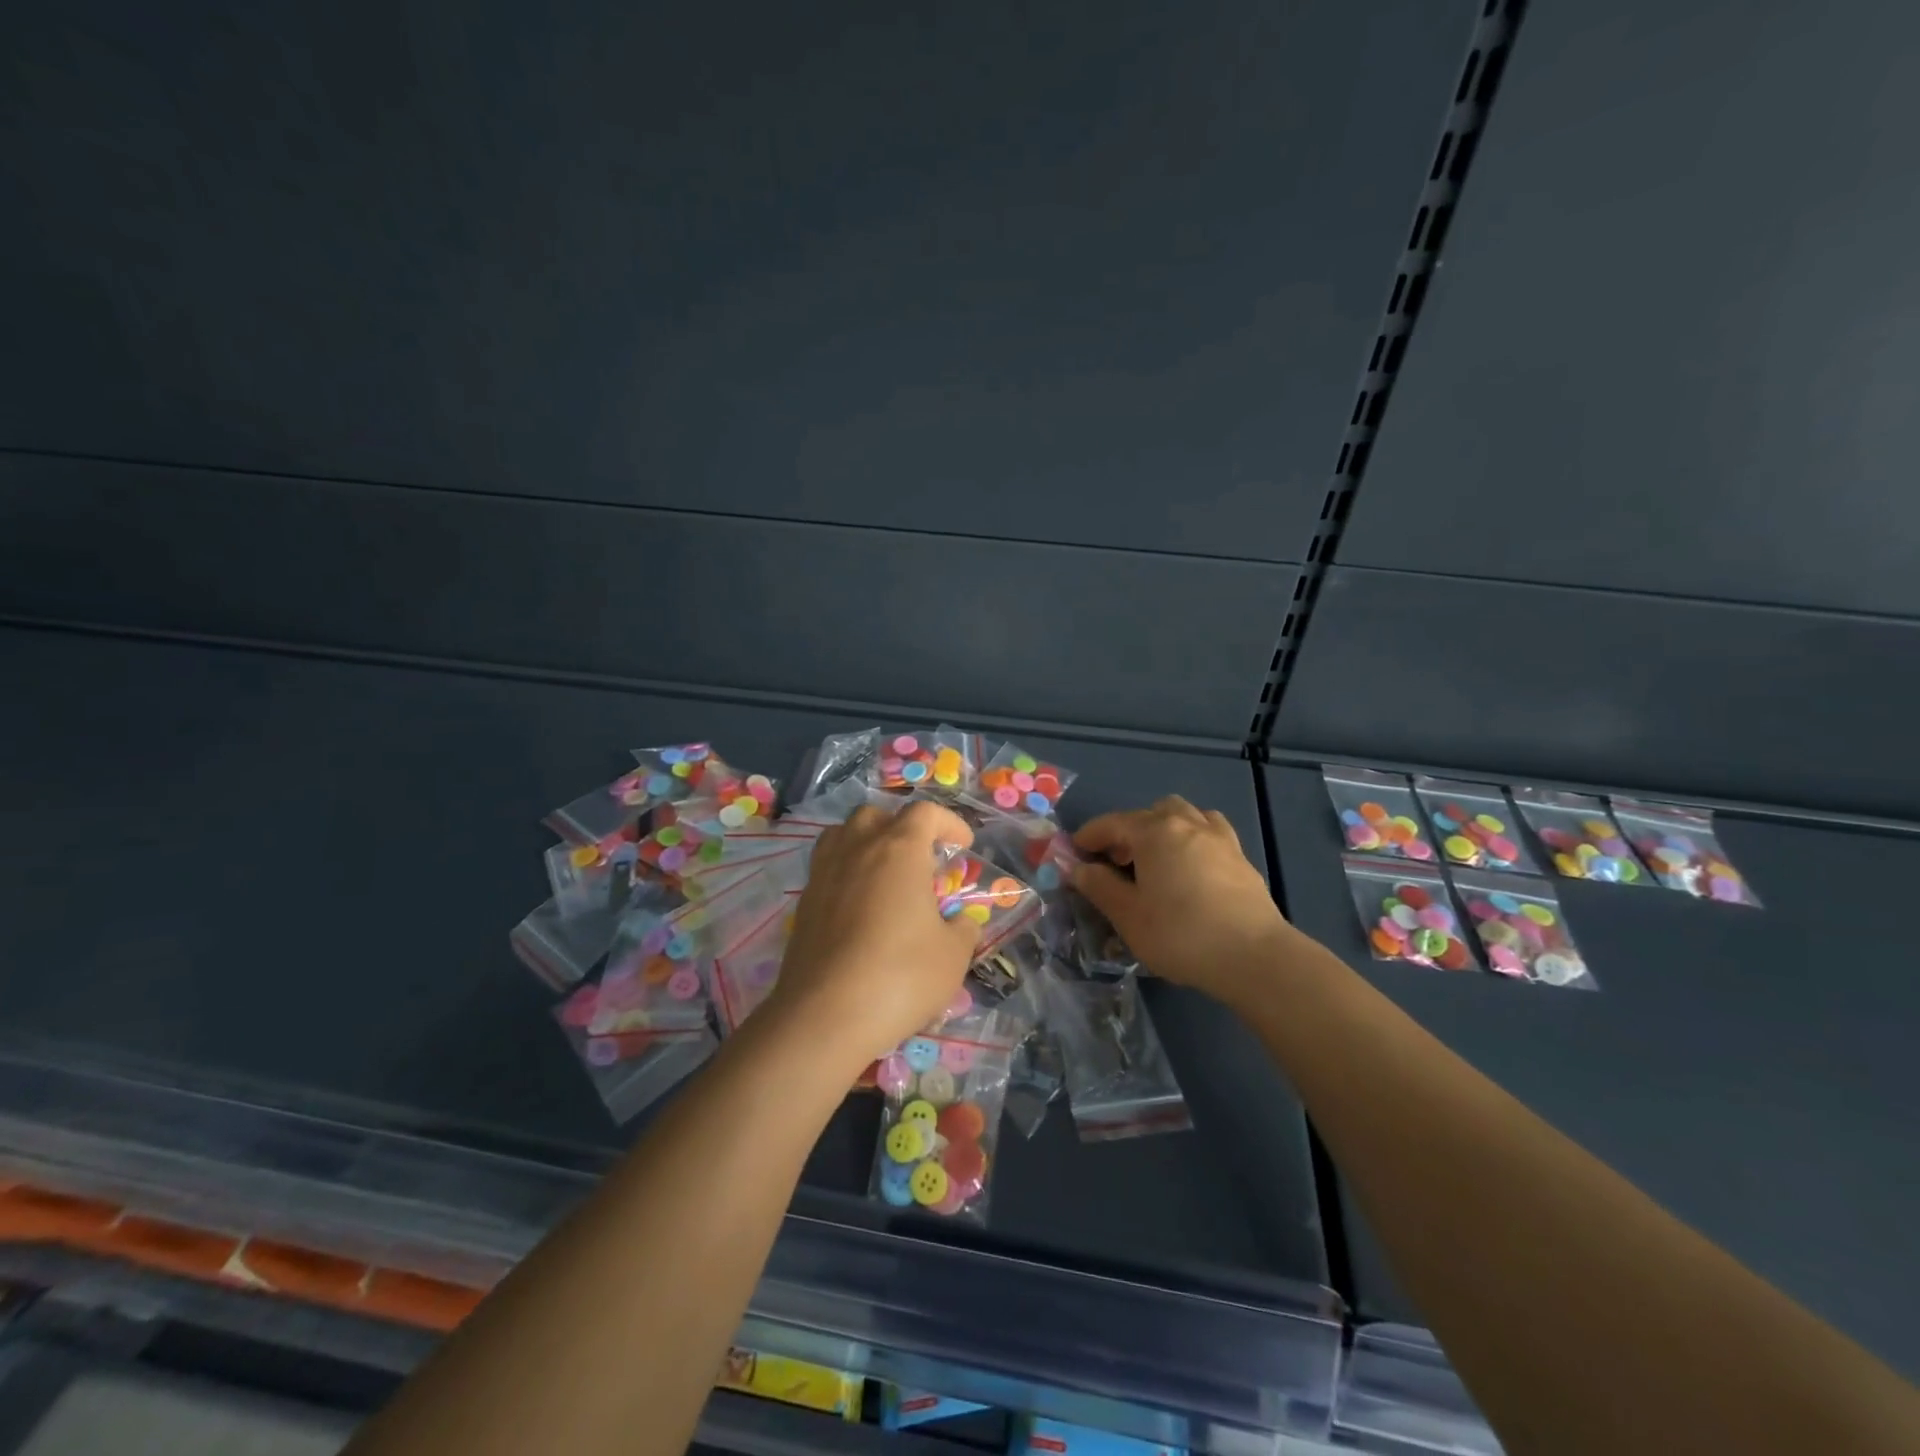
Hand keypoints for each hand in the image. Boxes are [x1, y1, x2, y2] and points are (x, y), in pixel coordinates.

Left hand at [766, 801, 980, 1066]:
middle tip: (920, 859)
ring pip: (843, 834)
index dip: (949, 823)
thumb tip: (961, 922)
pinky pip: (827, 868)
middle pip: (877, 815)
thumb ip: (962, 929)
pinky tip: (859, 907)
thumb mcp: (953, 956)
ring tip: (884, 874)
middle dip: (902, 828)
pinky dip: (846, 873)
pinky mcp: (803, 902)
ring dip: (867, 843)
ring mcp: (824, 873)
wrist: (824, 1016)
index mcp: (899, 849)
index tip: (963, 845)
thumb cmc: (900, 977)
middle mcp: (858, 848)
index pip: (925, 813)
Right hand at [1072, 797, 1293, 1005]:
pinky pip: (1209, 832)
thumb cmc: (1180, 933)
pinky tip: (1190, 867)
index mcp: (1154, 831)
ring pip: (1184, 815)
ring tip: (1155, 860)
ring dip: (1163, 829)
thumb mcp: (1128, 915)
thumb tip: (1077, 868)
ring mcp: (1218, 837)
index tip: (1073, 854)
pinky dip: (1192, 839)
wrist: (1253, 956)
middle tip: (1116, 863)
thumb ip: (1099, 886)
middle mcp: (1186, 823)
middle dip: (1128, 831)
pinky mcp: (1240, 857)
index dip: (1088, 837)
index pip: (1111, 823)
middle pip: (1149, 813)